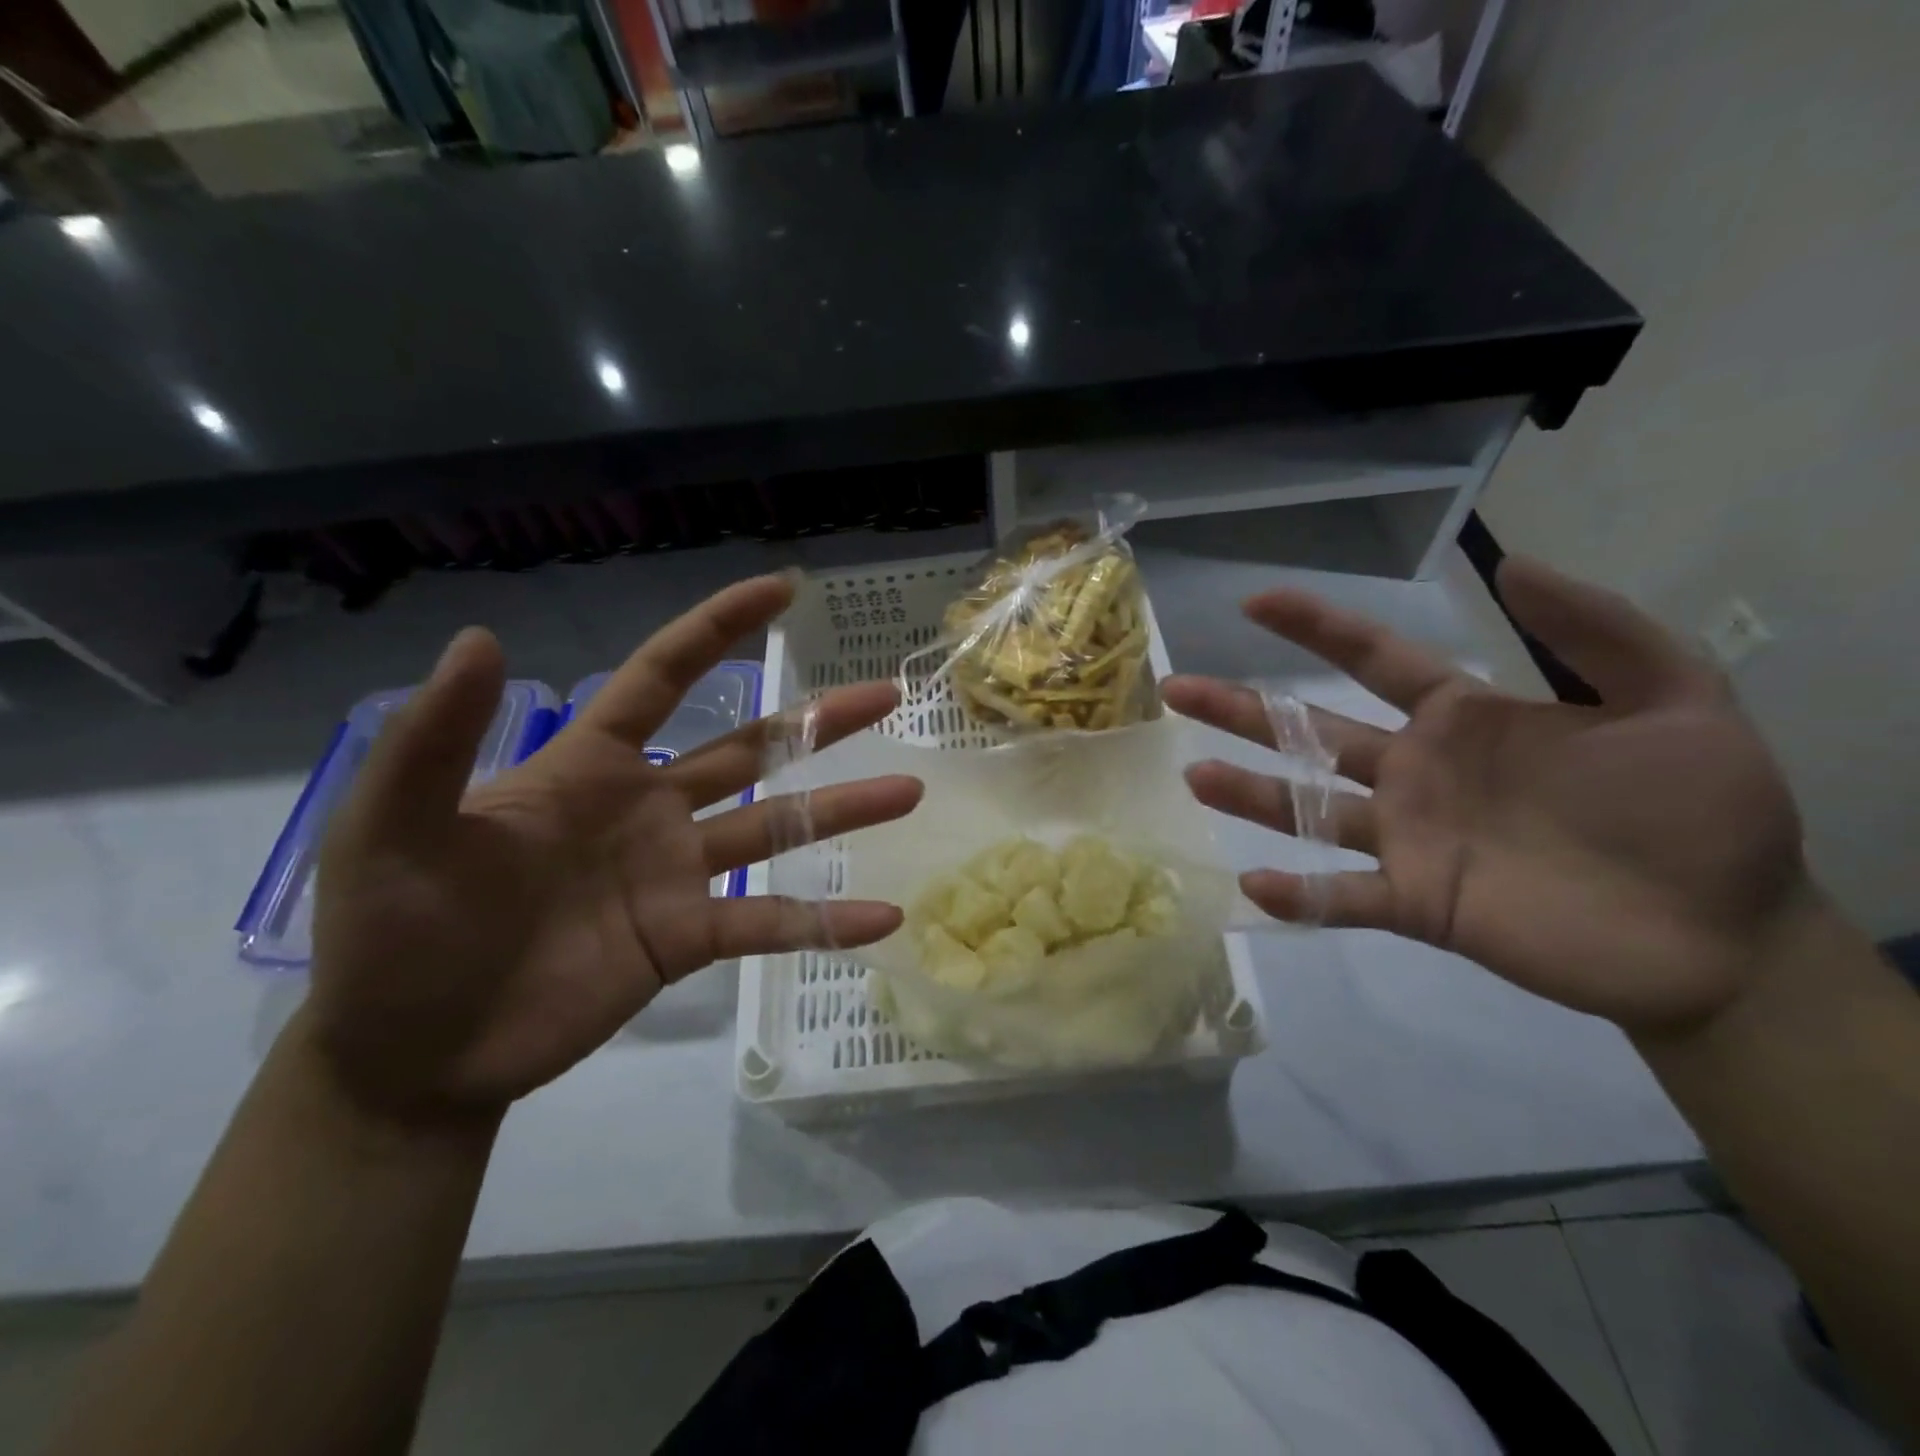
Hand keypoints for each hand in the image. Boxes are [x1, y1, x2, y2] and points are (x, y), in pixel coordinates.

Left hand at [304, 574, 921, 1120]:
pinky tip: (882, 918)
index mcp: (590, 767)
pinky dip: (824, 921)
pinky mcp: (687, 939)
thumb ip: (437, 740)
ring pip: (777, 828)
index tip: (782, 590)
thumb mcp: (391, 827)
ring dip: (843, 810)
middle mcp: (650, 809)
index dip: (719, 629)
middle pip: (752, 748)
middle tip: (887, 695)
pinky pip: (769, 922)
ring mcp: (676, 875)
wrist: (409, 1054)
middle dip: (818, 719)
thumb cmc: (392, 932)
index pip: (664, 678)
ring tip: (907, 790)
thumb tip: (483, 638)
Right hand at [1163, 558, 1809, 1035]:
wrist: (1728, 936)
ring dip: (1250, 795)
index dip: (1315, 628)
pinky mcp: (1418, 902)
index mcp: (1462, 719)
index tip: (1256, 602)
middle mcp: (1415, 773)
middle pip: (1310, 733)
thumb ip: (1596, 630)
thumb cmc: (1701, 812)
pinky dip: (1301, 895)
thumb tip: (1509, 564)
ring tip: (1194, 776)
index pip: (1373, 660)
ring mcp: (1409, 839)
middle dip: (1242, 709)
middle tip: (1177, 690)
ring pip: (1308, 810)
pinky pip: (1344, 897)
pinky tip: (1254, 884)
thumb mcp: (1676, 698)